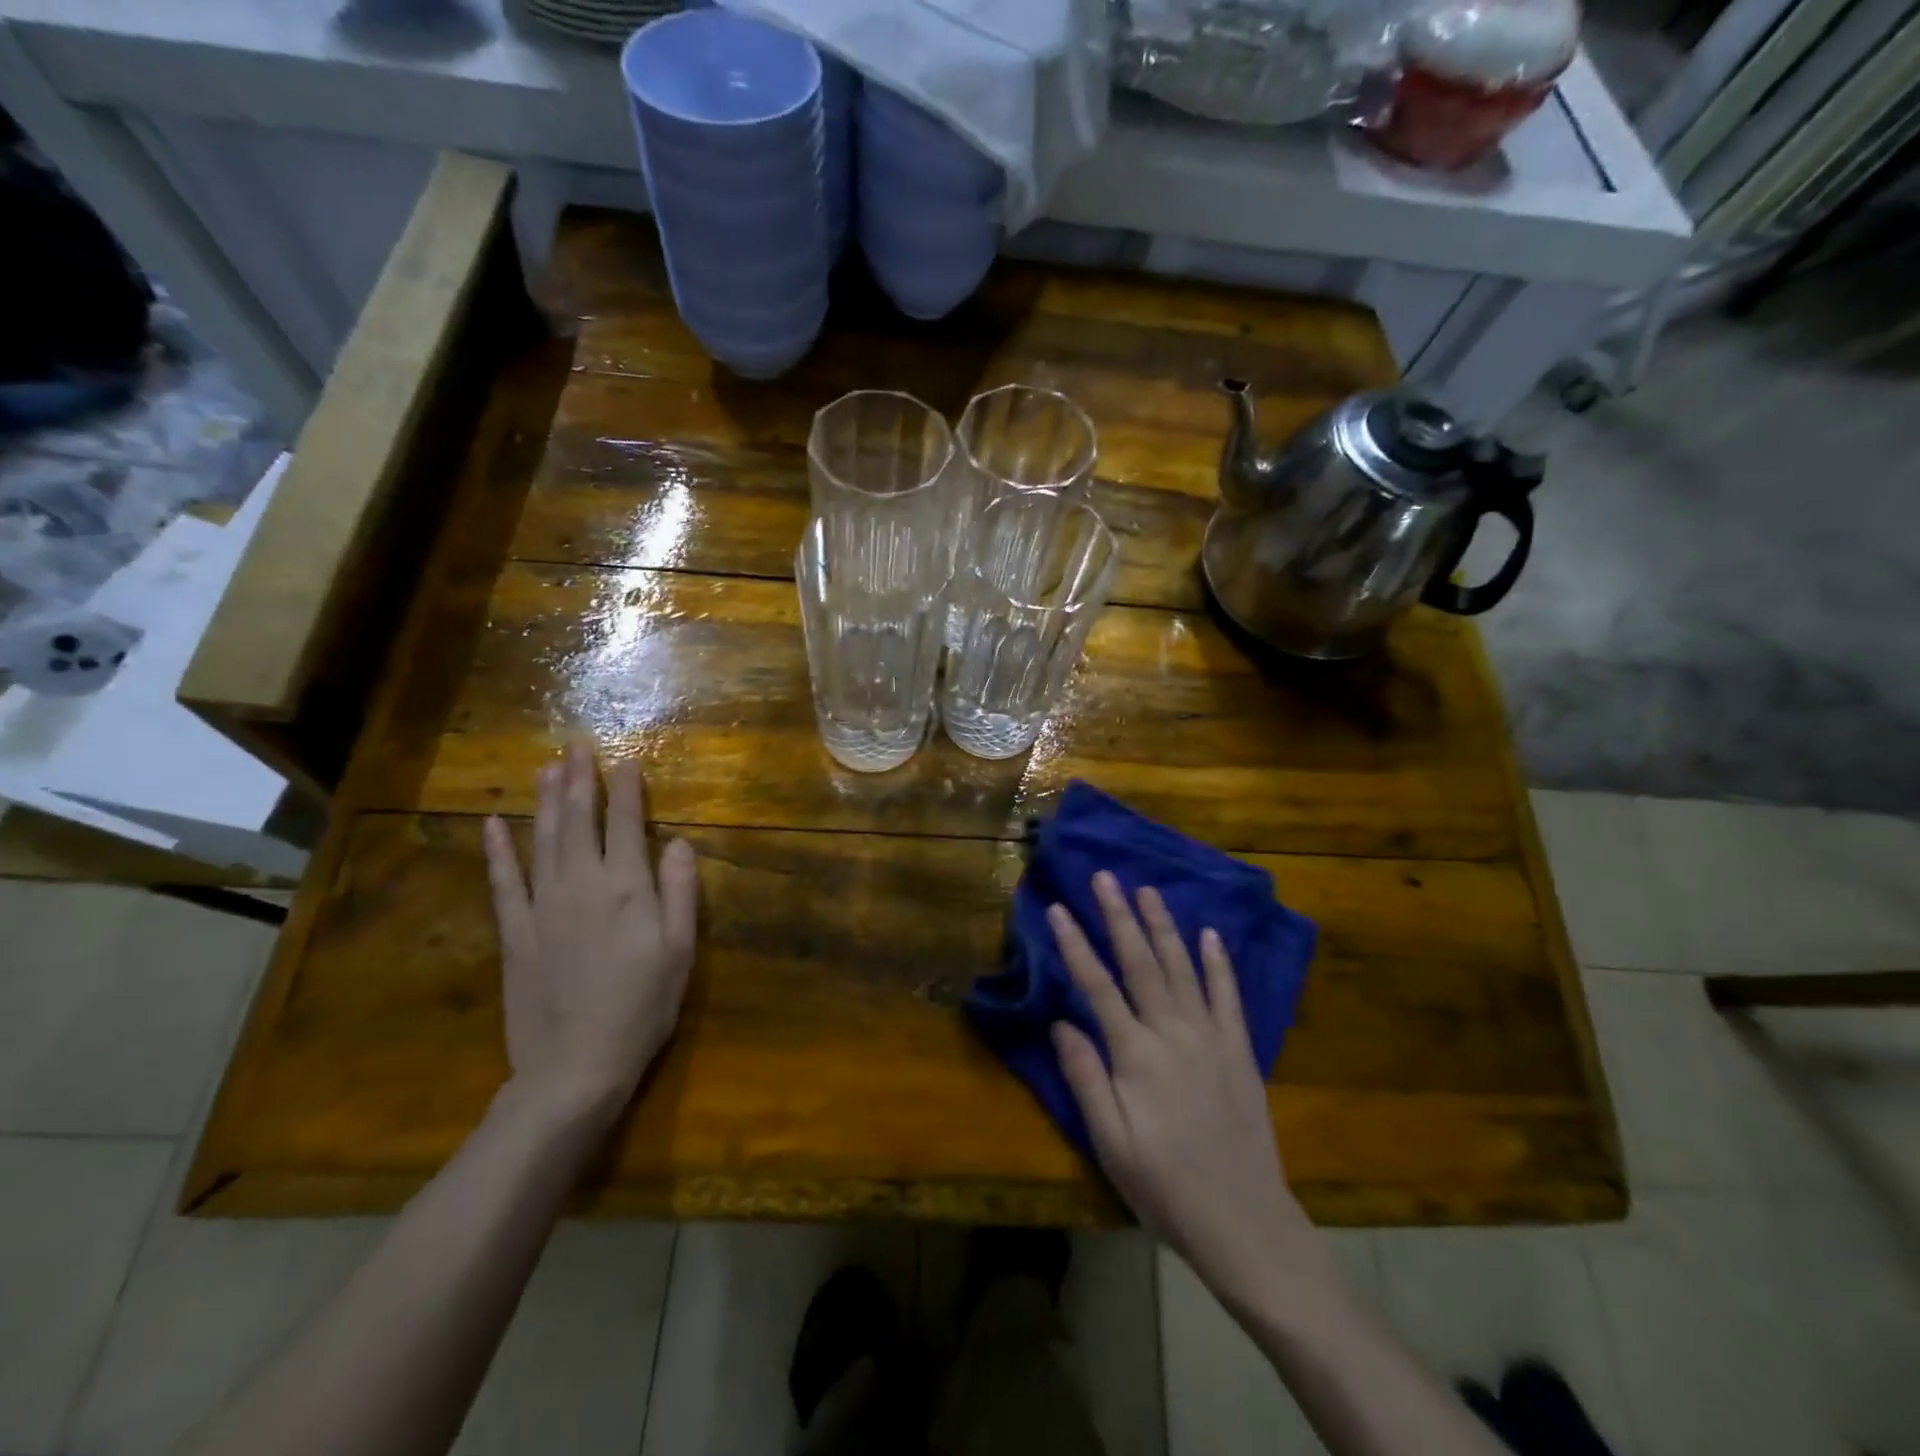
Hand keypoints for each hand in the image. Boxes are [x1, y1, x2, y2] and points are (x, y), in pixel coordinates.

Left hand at [483, 744, 699, 1123]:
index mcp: (627, 888)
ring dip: (545, 801)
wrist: (575, 1066)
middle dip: (580, 780)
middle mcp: (582, 884)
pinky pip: (502, 882)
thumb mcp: (680, 950)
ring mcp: (542, 906)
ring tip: (547, 768)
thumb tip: (677, 841)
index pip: (626, 824)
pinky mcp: (514, 932)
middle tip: (577, 746)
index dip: (626, 789)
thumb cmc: (643, 1007)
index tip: (625, 759)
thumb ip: (679, 891)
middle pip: (579, 821)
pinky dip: (497, 851)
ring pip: (543, 840)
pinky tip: (492, 824)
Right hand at [1050, 872, 1333, 1304]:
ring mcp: (1211, 1037)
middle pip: (1140, 962)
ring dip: (1163, 925)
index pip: (1097, 986)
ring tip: (1148, 889)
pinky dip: (1219, 962)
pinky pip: (1228, 995)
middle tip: (1105, 877)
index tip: (1057, 908)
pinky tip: (1210, 934)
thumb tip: (1060, 1023)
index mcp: (1136, 1054)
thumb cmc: (1165, 1186)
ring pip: (1182, 967)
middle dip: (1119, 915)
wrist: (1244, 1221)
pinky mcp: (1240, 1050)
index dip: (1075, 945)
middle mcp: (1173, 1032)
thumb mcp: (1110, 1142)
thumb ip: (1085, 1077)